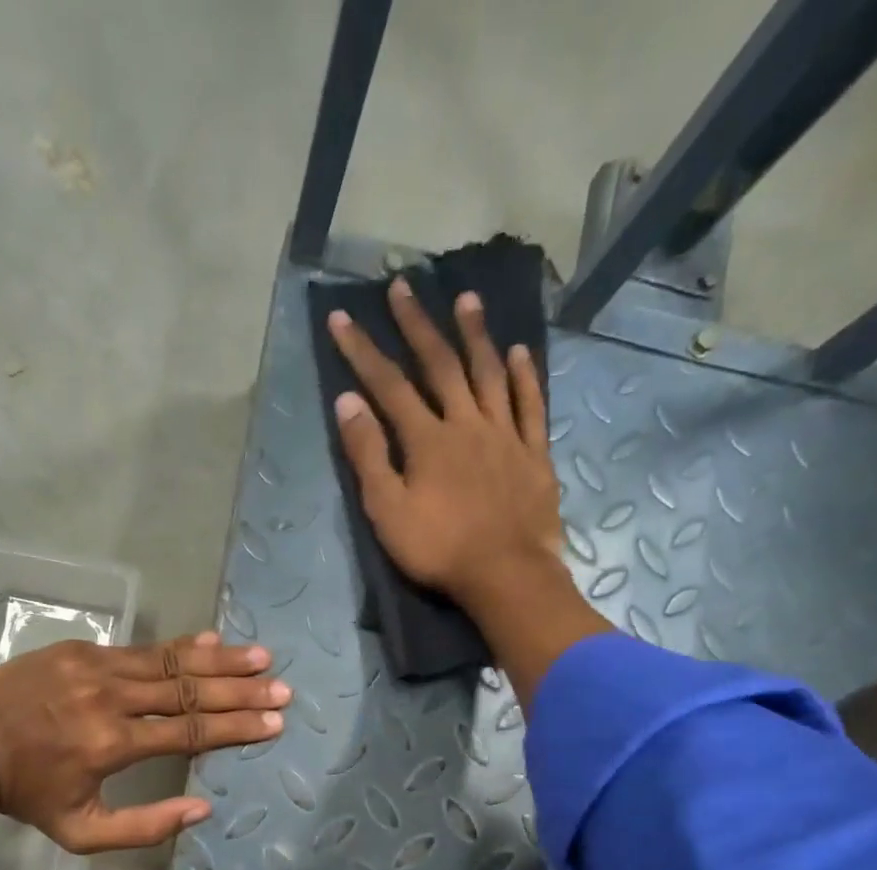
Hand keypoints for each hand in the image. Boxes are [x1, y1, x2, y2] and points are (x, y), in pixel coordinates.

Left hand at [0, 630, 287, 851]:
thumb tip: (203, 808)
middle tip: (280, 688)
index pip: (191, 732)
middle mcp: (111, 699)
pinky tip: (212, 640)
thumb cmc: (28, 796)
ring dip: (219, 661)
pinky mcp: (81, 650)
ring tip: (260, 658)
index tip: (274, 724)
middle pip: (190, 692)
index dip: (236, 728)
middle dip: (241, 691)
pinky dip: (180, 647)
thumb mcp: (82, 832)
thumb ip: (145, 826)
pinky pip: (141, 648)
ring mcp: (95, 667)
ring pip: (171, 663)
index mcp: (113, 745)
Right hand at [326, 280, 565, 605]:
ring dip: (475, 335)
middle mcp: (467, 423)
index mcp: (427, 439)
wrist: (506, 575)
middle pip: (440, 365)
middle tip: (403, 286)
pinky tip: (520, 353)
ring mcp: (505, 435)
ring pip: (489, 374)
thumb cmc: (439, 550)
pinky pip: (530, 406)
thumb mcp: (387, 511)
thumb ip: (368, 455)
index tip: (343, 318)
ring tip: (466, 299)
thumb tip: (348, 402)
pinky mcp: (534, 454)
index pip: (389, 385)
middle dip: (418, 325)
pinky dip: (524, 377)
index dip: (363, 351)